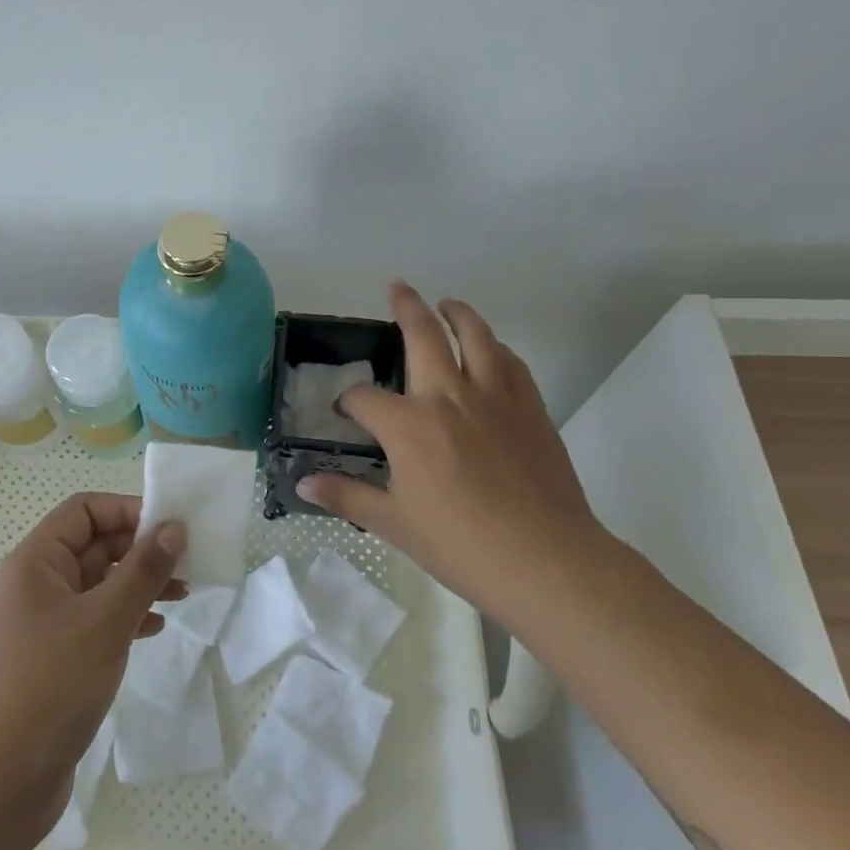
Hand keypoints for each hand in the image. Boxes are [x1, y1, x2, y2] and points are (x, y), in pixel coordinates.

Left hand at [0, 493, 184, 842]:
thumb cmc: (48, 687)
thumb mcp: (104, 622)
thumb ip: (143, 571)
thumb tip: (174, 528)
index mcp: (35, 562)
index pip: (84, 510)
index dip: (127, 510)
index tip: (171, 528)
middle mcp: (35, 585)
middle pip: (93, 546)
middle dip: (139, 550)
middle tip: (187, 564)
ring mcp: (42, 625)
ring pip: (97, 586)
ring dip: (138, 585)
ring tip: (182, 594)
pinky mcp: (51, 661)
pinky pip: (94, 622)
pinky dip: (124, 618)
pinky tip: (154, 629)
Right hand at [297, 282, 600, 614]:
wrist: (546, 561)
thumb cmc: (461, 546)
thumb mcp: (394, 524)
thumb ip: (347, 496)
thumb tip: (303, 485)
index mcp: (409, 426)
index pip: (365, 398)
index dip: (349, 402)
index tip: (347, 413)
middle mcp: (449, 397)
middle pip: (424, 335)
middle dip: (406, 307)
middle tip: (397, 287)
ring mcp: (495, 398)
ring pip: (476, 336)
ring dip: (458, 313)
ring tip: (447, 304)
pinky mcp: (531, 409)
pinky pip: (512, 363)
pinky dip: (497, 347)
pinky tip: (492, 350)